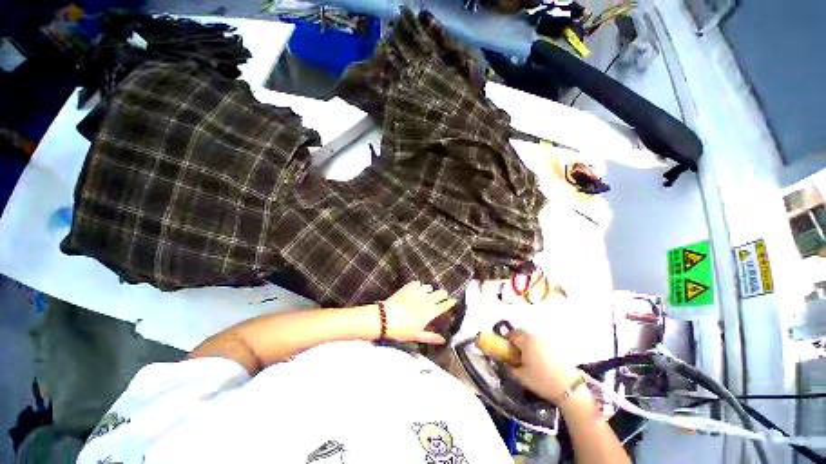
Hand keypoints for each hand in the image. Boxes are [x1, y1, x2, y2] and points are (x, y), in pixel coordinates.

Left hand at [381, 281, 456, 344]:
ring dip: (429, 291)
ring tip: (425, 295)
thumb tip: (443, 340)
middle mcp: (427, 299)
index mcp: (431, 312)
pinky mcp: (409, 286)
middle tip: (439, 298)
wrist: (385, 318)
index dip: (450, 303)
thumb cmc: (402, 330)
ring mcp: (418, 291)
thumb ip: (431, 337)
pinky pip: (418, 283)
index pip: (445, 305)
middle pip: (441, 292)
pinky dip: (418, 286)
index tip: (453, 301)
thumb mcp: (417, 336)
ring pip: (429, 287)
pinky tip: (414, 291)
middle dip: (442, 295)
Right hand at [505, 329, 580, 402]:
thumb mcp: (520, 376)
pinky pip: (543, 344)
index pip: (511, 334)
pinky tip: (541, 362)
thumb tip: (504, 362)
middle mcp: (536, 335)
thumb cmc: (542, 380)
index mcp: (526, 339)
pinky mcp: (558, 347)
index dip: (506, 341)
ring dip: (528, 345)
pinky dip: (539, 349)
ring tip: (529, 360)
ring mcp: (548, 340)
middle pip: (522, 335)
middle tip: (516, 356)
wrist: (570, 389)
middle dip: (517, 342)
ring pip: (533, 339)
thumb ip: (509, 367)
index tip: (505, 351)